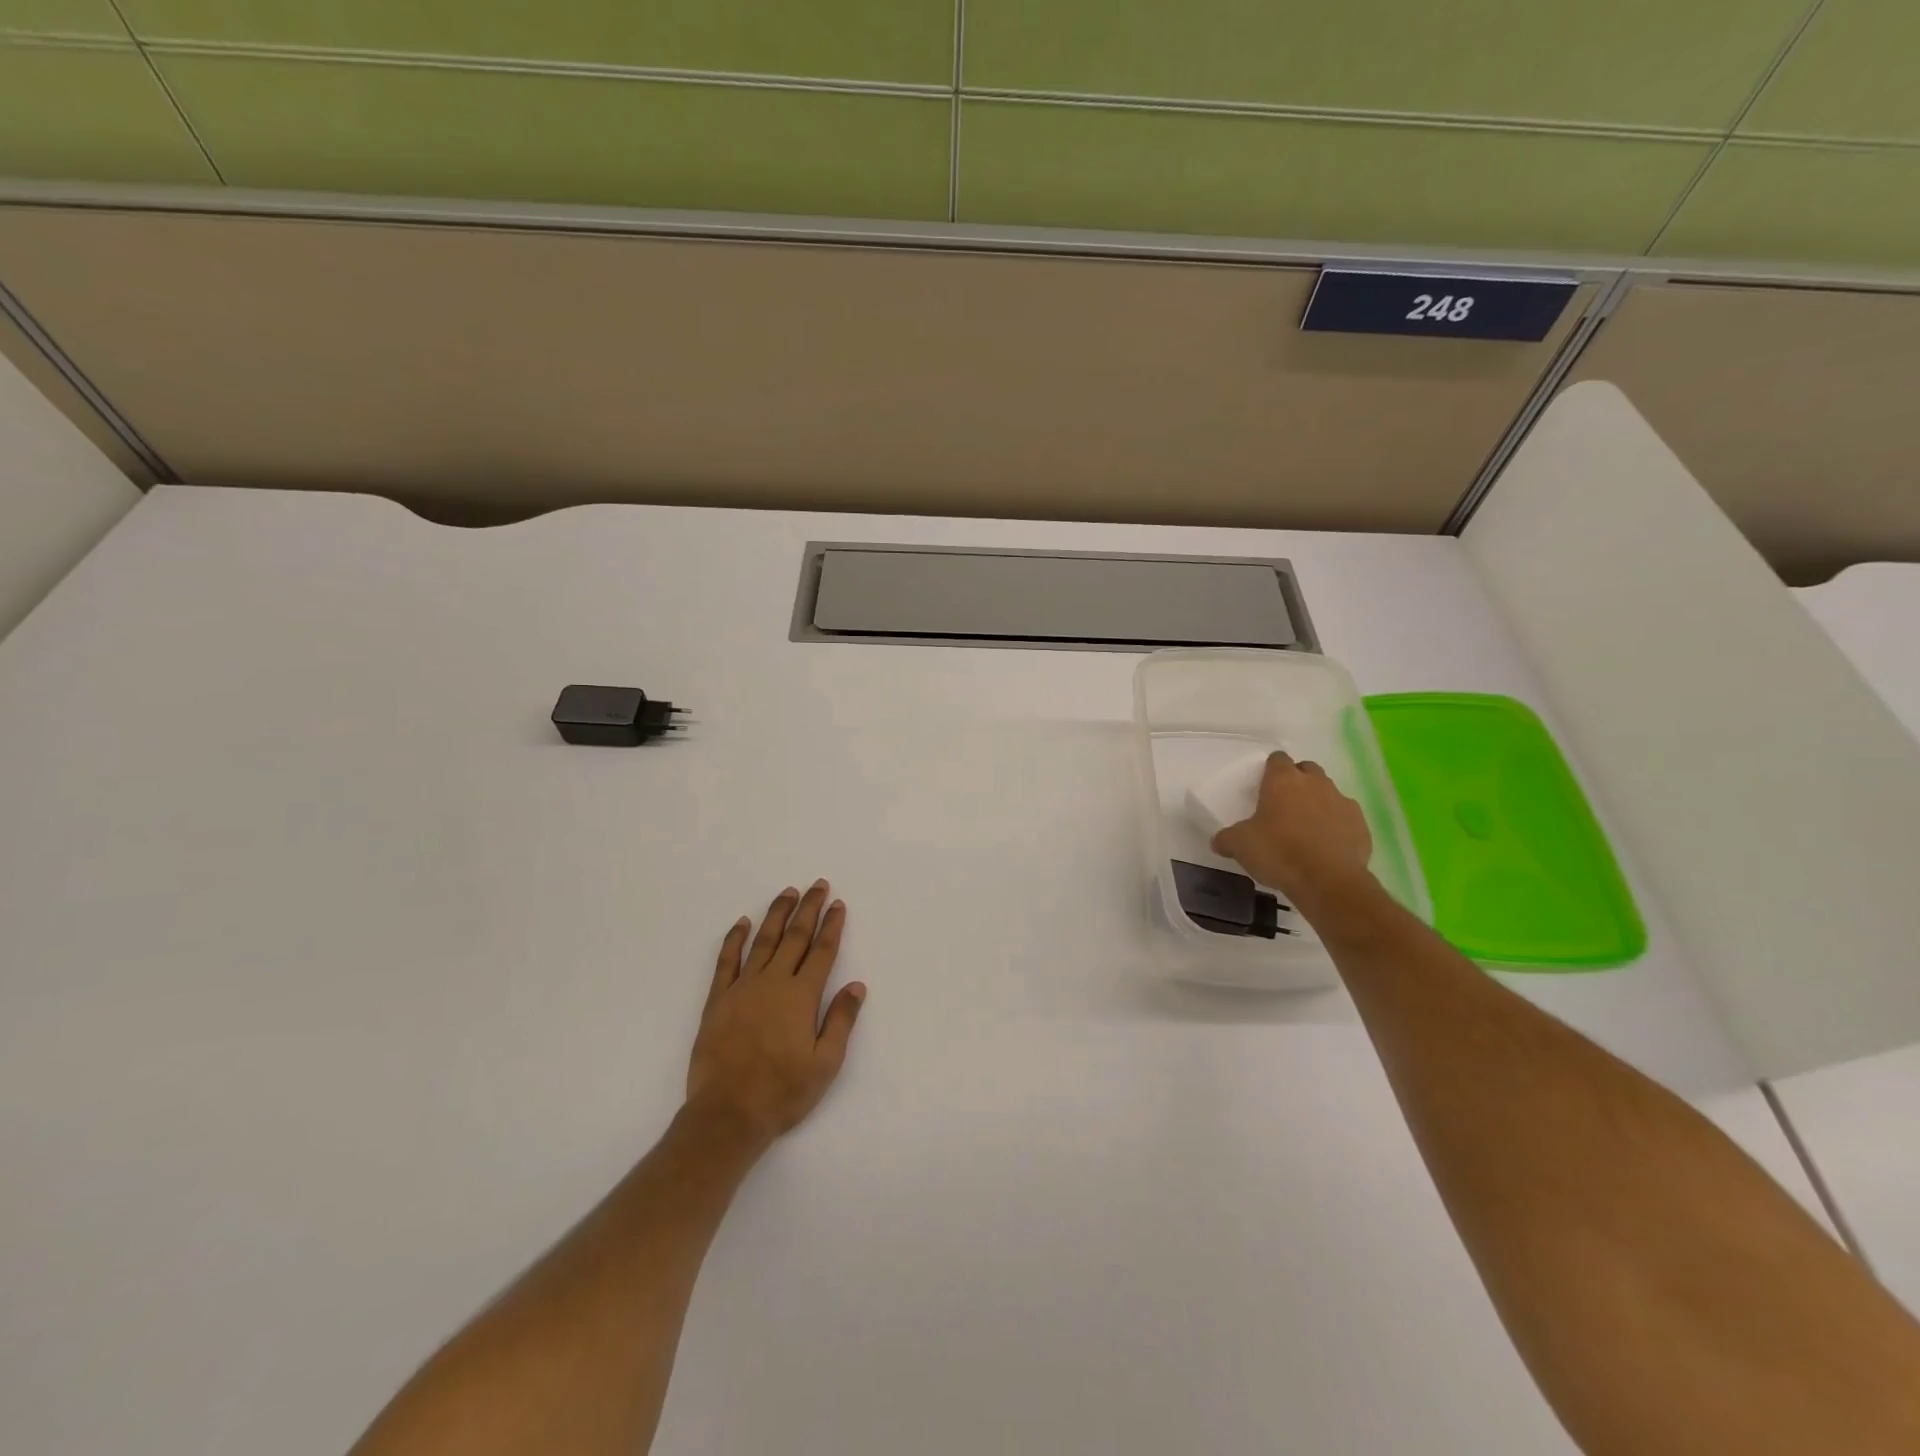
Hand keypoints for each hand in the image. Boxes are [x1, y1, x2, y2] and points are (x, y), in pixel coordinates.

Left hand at [685, 881, 865, 1153]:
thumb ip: (841, 1020)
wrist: (727, 1114)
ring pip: (763, 941)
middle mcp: (773, 982)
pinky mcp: (718, 1000)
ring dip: (777, 914)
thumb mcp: (825, 1063)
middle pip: (795, 937)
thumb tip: (857, 986)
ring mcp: (742, 988)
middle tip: (818, 884)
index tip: (837, 904)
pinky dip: (734, 939)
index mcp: (801, 996)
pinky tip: (742, 923)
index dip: (831, 926)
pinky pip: (727, 961)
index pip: (821, 952)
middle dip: (808, 908)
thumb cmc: (782, 1091)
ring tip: (788, 892)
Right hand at [1211, 752, 1374, 903]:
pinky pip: (1346, 817)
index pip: (1277, 759)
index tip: (1263, 786)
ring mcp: (1342, 801)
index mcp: (1283, 780)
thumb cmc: (1278, 852)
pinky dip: (1337, 825)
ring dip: (1318, 802)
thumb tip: (1218, 841)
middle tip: (1284, 805)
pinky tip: (1327, 845)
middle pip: (1306, 769)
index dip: (1270, 770)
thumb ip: (1227, 838)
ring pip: (1328, 792)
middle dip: (1297, 781)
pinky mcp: (1361, 824)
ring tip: (1306, 828)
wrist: (1328, 881)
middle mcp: (1315, 783)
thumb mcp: (1240, 845)